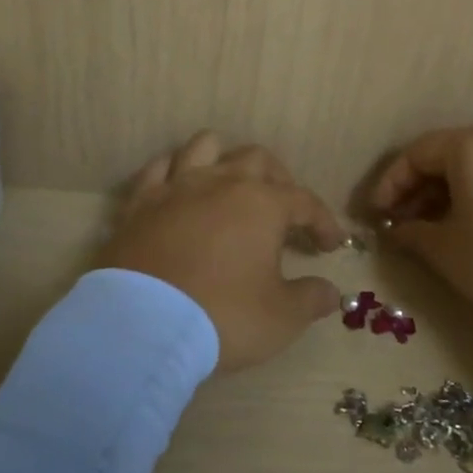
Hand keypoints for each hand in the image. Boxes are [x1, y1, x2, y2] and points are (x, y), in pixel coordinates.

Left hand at [98, 132, 346, 372]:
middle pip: (257, 160)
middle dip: (278, 180)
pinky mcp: (140, 203)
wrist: (142, 326)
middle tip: (285, 210)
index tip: (330, 244)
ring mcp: (176, 188)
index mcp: (261, 204)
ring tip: (231, 182)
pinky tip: (180, 185)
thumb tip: (332, 292)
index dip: (322, 221)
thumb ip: (310, 299)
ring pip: (205, 146)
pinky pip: (159, 168)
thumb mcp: (281, 317)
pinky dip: (174, 170)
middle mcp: (221, 182)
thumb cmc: (223, 316)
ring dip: (225, 157)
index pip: (304, 201)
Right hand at [368, 125, 472, 339]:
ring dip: (457, 193)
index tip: (376, 214)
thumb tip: (397, 229)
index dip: (390, 184)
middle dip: (423, 188)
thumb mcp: (448, 254)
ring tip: (446, 229)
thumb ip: (413, 234)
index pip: (417, 153)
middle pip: (453, 155)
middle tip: (407, 222)